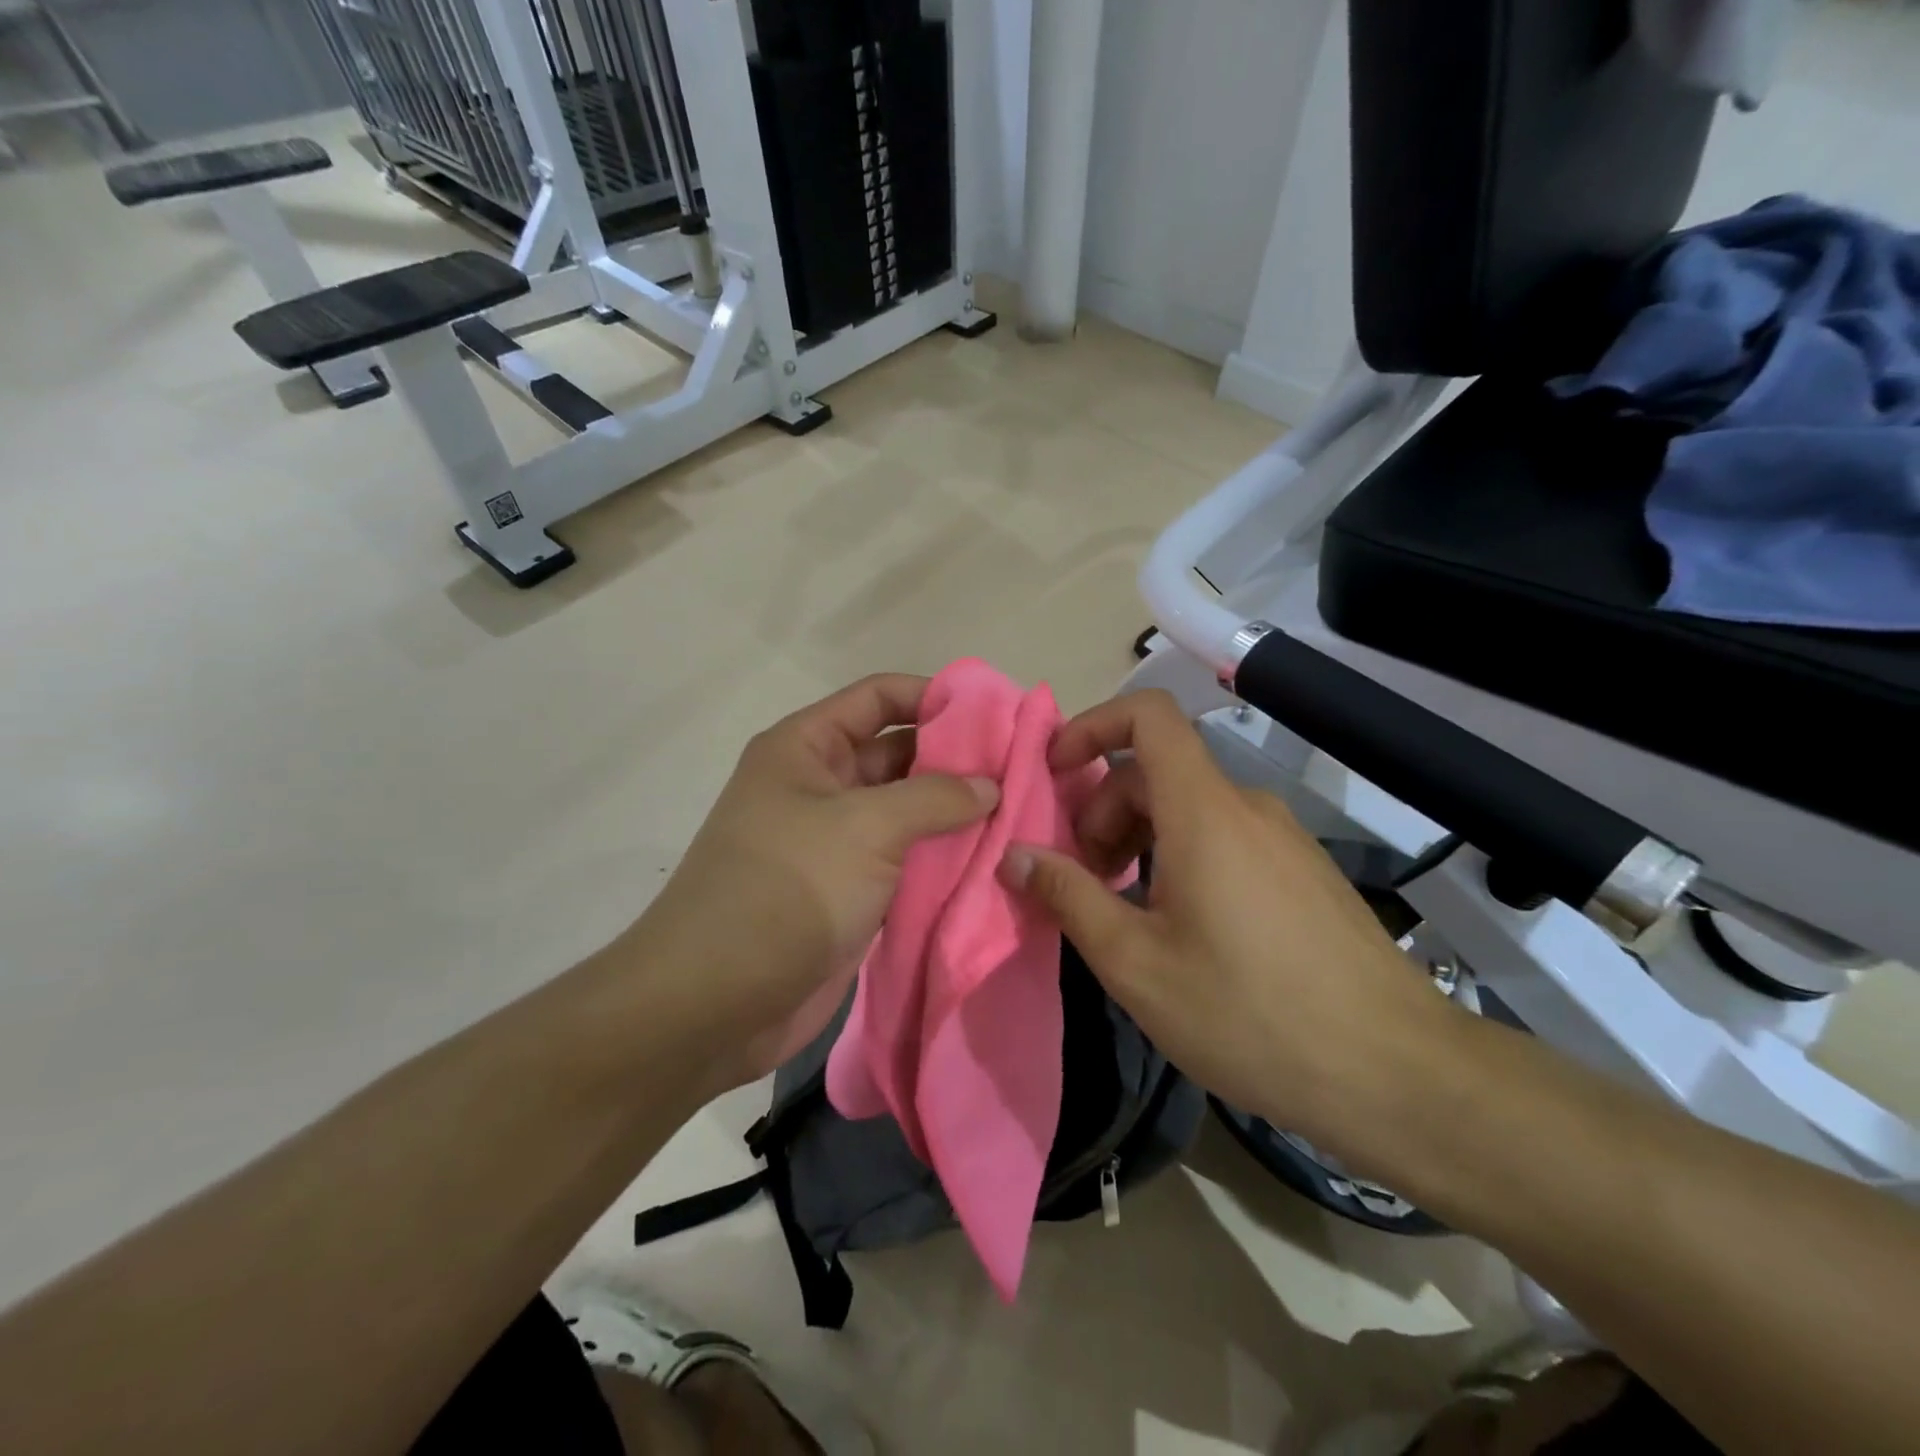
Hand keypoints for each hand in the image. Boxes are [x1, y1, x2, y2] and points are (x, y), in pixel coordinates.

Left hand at [630, 674, 997, 1092]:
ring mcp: (837, 843)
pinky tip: (994, 859)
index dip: (934, 696)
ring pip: (907, 812)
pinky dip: (944, 859)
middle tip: (1024, 768)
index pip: (878, 698)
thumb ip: (934, 797)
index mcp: (806, 748)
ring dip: (956, 814)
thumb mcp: (865, 826)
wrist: (715, 1002)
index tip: (996, 713)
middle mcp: (821, 787)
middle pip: (898, 754)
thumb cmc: (786, 889)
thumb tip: (990, 785)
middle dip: (956, 759)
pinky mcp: (852, 892)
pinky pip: (906, 861)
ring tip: (1022, 812)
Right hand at [1000, 689, 1449, 1161]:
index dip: (1092, 725)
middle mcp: (1247, 807)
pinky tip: (1182, 929)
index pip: (1148, 716)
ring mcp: (1283, 838)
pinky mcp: (1304, 872)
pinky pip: (1225, 837)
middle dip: (1103, 812)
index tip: (1055, 773)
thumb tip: (1012, 856)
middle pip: (1157, 771)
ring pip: (1190, 808)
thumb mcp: (1136, 962)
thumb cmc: (1249, 1014)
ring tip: (1127, 912)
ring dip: (1139, 839)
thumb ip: (1068, 896)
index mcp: (1204, 811)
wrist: (1397, 1074)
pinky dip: (1181, 857)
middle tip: (1085, 881)